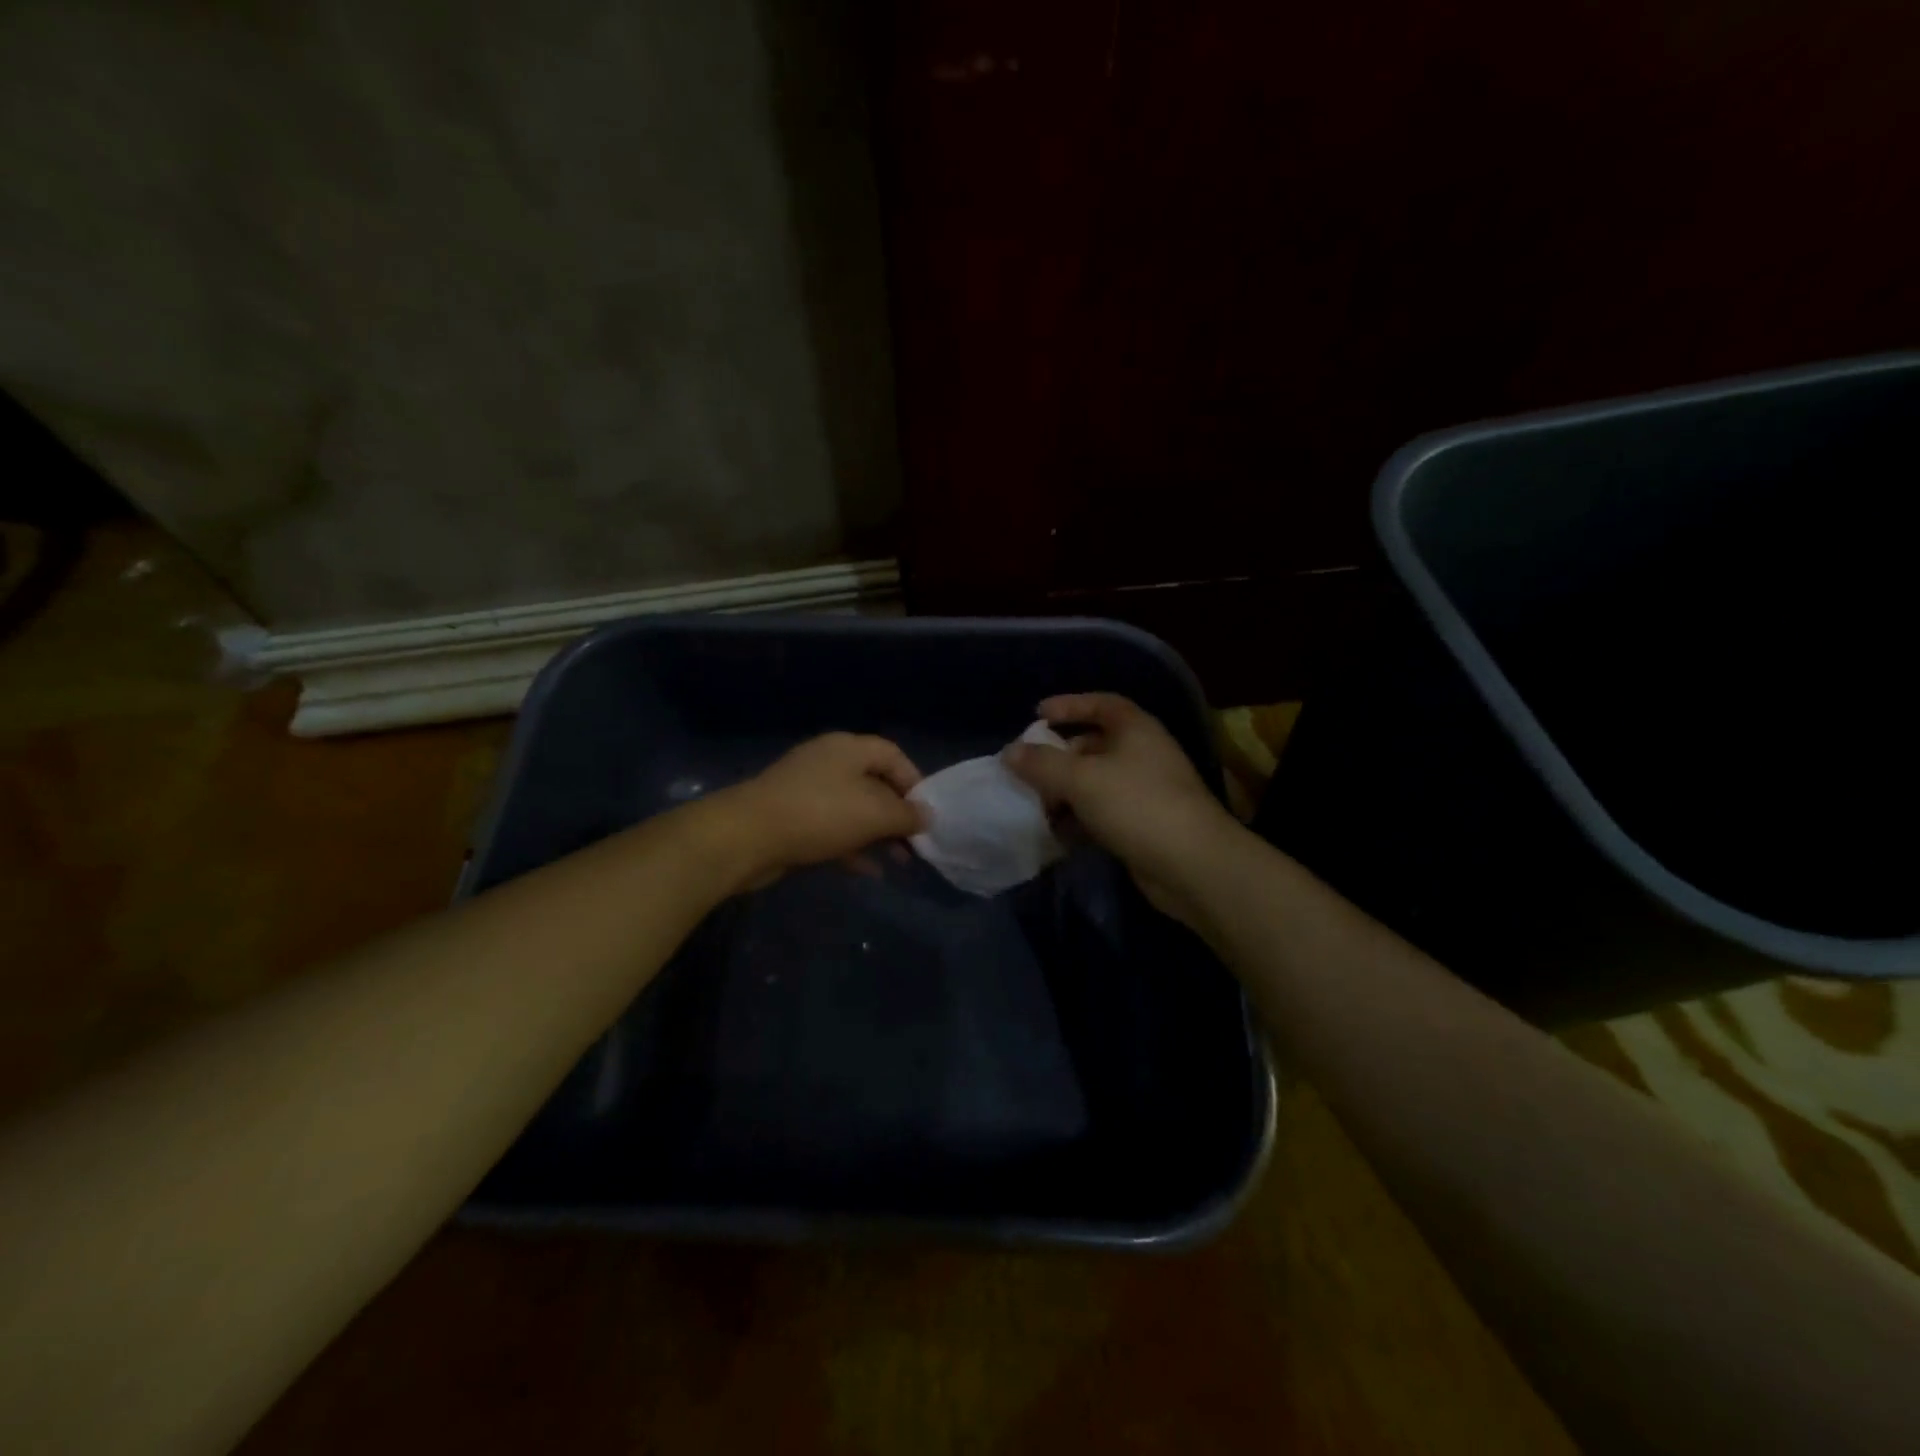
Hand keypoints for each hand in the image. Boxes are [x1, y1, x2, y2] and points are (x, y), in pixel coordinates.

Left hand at [714, 732, 926, 884]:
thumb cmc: (819, 814)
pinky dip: (852, 846)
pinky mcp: (791, 818)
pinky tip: (868, 871)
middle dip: (897, 815)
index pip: (893, 755)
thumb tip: (926, 815)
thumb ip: (906, 815)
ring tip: (899, 862)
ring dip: (878, 834)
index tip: (927, 814)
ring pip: (853, 809)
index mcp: (849, 748)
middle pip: (874, 783)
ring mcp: (806, 790)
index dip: (915, 782)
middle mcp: (828, 762)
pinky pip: (831, 829)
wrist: (745, 837)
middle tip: (915, 844)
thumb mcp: (874, 814)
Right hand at [1003, 693, 1239, 922]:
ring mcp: (1147, 790)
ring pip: (1097, 781)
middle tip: (1030, 767)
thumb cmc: (1136, 805)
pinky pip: (1104, 811)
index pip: (1101, 703)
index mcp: (1135, 729)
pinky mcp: (1145, 823)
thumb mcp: (1081, 779)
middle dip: (1061, 755)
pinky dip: (1081, 817)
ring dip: (1067, 790)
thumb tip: (1010, 751)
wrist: (1192, 864)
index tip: (1037, 714)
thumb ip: (1042, 763)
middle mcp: (1144, 753)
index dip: (1069, 705)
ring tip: (1037, 803)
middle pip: (1095, 744)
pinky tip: (1059, 832)